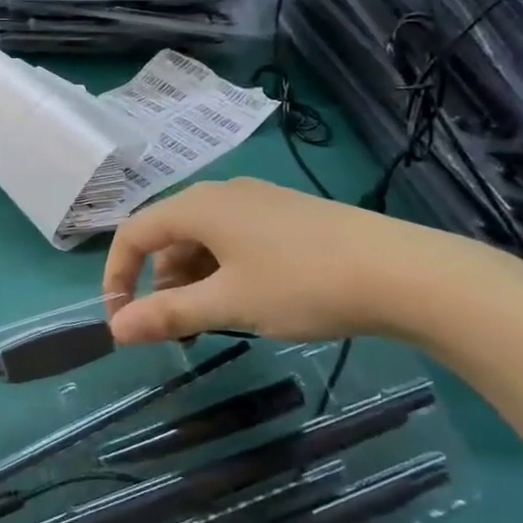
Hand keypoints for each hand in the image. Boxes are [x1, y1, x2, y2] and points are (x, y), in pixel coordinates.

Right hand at [103, 178, 490, 345]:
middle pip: (167, 236)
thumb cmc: (303, 284)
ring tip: (212, 321)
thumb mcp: (228, 304)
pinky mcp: (286, 216)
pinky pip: (233, 239)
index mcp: (197, 206)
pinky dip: (223, 271)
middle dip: (159, 283)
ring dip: (192, 280)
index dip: (118, 275)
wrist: (406, 272)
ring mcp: (257, 201)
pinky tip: (248, 301)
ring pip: (202, 240)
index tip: (122, 320)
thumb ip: (167, 314)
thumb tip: (115, 329)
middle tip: (173, 328)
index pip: (133, 234)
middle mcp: (221, 194)